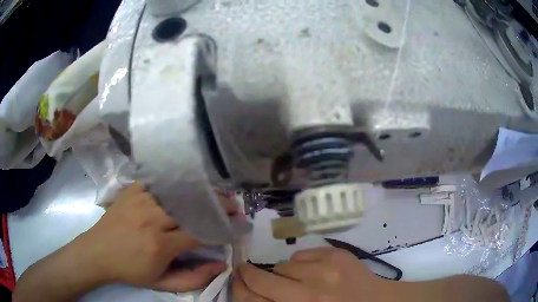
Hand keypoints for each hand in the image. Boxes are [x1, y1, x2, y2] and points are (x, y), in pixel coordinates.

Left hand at [72, 182, 227, 291]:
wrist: (97, 252)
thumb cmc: (130, 271)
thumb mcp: (162, 283)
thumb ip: (194, 278)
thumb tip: (220, 265)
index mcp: (160, 245)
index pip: (199, 232)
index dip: (221, 228)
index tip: (236, 226)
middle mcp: (151, 218)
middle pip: (191, 206)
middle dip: (218, 205)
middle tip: (234, 205)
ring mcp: (140, 200)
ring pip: (177, 190)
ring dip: (200, 191)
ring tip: (216, 194)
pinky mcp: (132, 190)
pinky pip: (159, 181)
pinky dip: (176, 181)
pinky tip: (187, 183)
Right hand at [234, 247, 390, 301]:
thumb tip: (254, 293)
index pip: (254, 300)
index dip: (240, 289)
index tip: (237, 281)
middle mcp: (309, 294)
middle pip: (262, 280)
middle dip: (249, 275)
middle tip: (247, 272)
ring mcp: (325, 270)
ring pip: (284, 265)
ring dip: (284, 273)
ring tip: (298, 280)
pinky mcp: (337, 254)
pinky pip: (303, 253)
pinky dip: (302, 262)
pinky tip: (315, 271)